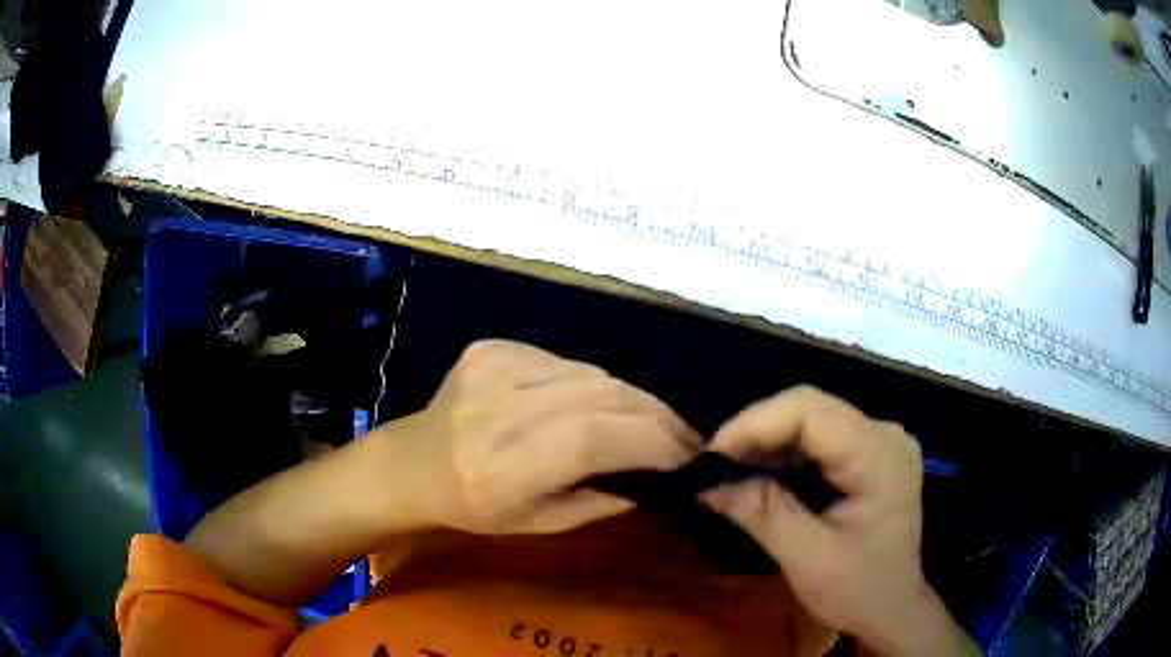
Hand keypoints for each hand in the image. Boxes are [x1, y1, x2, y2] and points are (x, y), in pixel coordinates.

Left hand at [391, 339, 699, 534]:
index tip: (688, 458)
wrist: (411, 462)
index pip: (593, 439)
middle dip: (657, 417)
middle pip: (602, 395)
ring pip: (592, 372)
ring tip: (654, 423)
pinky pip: (566, 361)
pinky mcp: (491, 347)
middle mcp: (495, 409)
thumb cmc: (471, 508)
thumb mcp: (536, 524)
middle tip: (686, 438)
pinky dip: (594, 384)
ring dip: (632, 399)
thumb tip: (657, 478)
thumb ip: (599, 502)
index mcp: (500, 468)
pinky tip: (598, 405)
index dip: (651, 443)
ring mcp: (491, 367)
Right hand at [700, 386, 974, 656]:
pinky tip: (761, 478)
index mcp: (879, 453)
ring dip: (767, 444)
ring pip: (811, 421)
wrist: (893, 609)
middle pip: (809, 409)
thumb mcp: (807, 558)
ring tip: (729, 473)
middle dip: (756, 434)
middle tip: (713, 467)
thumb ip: (761, 512)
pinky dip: (784, 456)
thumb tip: (707, 483)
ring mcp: (880, 442)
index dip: (754, 424)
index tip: (710, 457)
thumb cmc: (859, 589)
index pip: (809, 410)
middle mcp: (883, 433)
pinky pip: (819, 441)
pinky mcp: (870, 455)